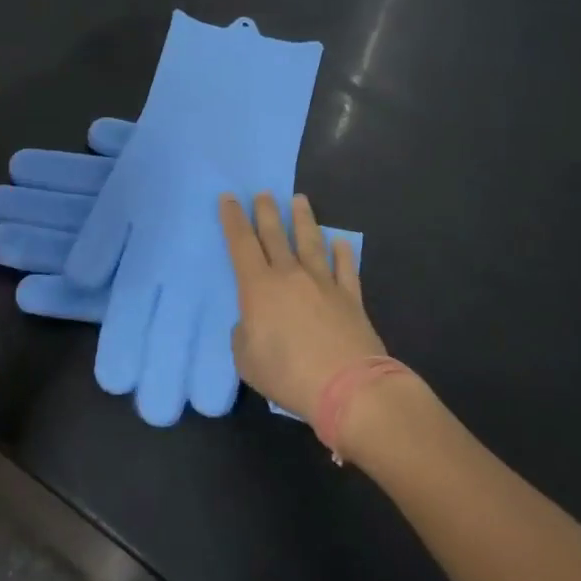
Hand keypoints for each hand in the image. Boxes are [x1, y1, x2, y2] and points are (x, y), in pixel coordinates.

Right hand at [220, 192, 385, 421]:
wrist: (349, 388)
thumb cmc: (289, 375)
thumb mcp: (247, 361)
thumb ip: (244, 336)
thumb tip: (253, 323)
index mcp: (259, 287)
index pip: (241, 244)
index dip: (232, 219)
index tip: (229, 197)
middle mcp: (290, 275)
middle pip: (275, 235)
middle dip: (266, 211)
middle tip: (264, 193)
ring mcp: (323, 283)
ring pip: (310, 242)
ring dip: (303, 220)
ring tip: (300, 200)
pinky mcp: (350, 298)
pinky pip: (345, 268)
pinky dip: (343, 254)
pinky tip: (341, 242)